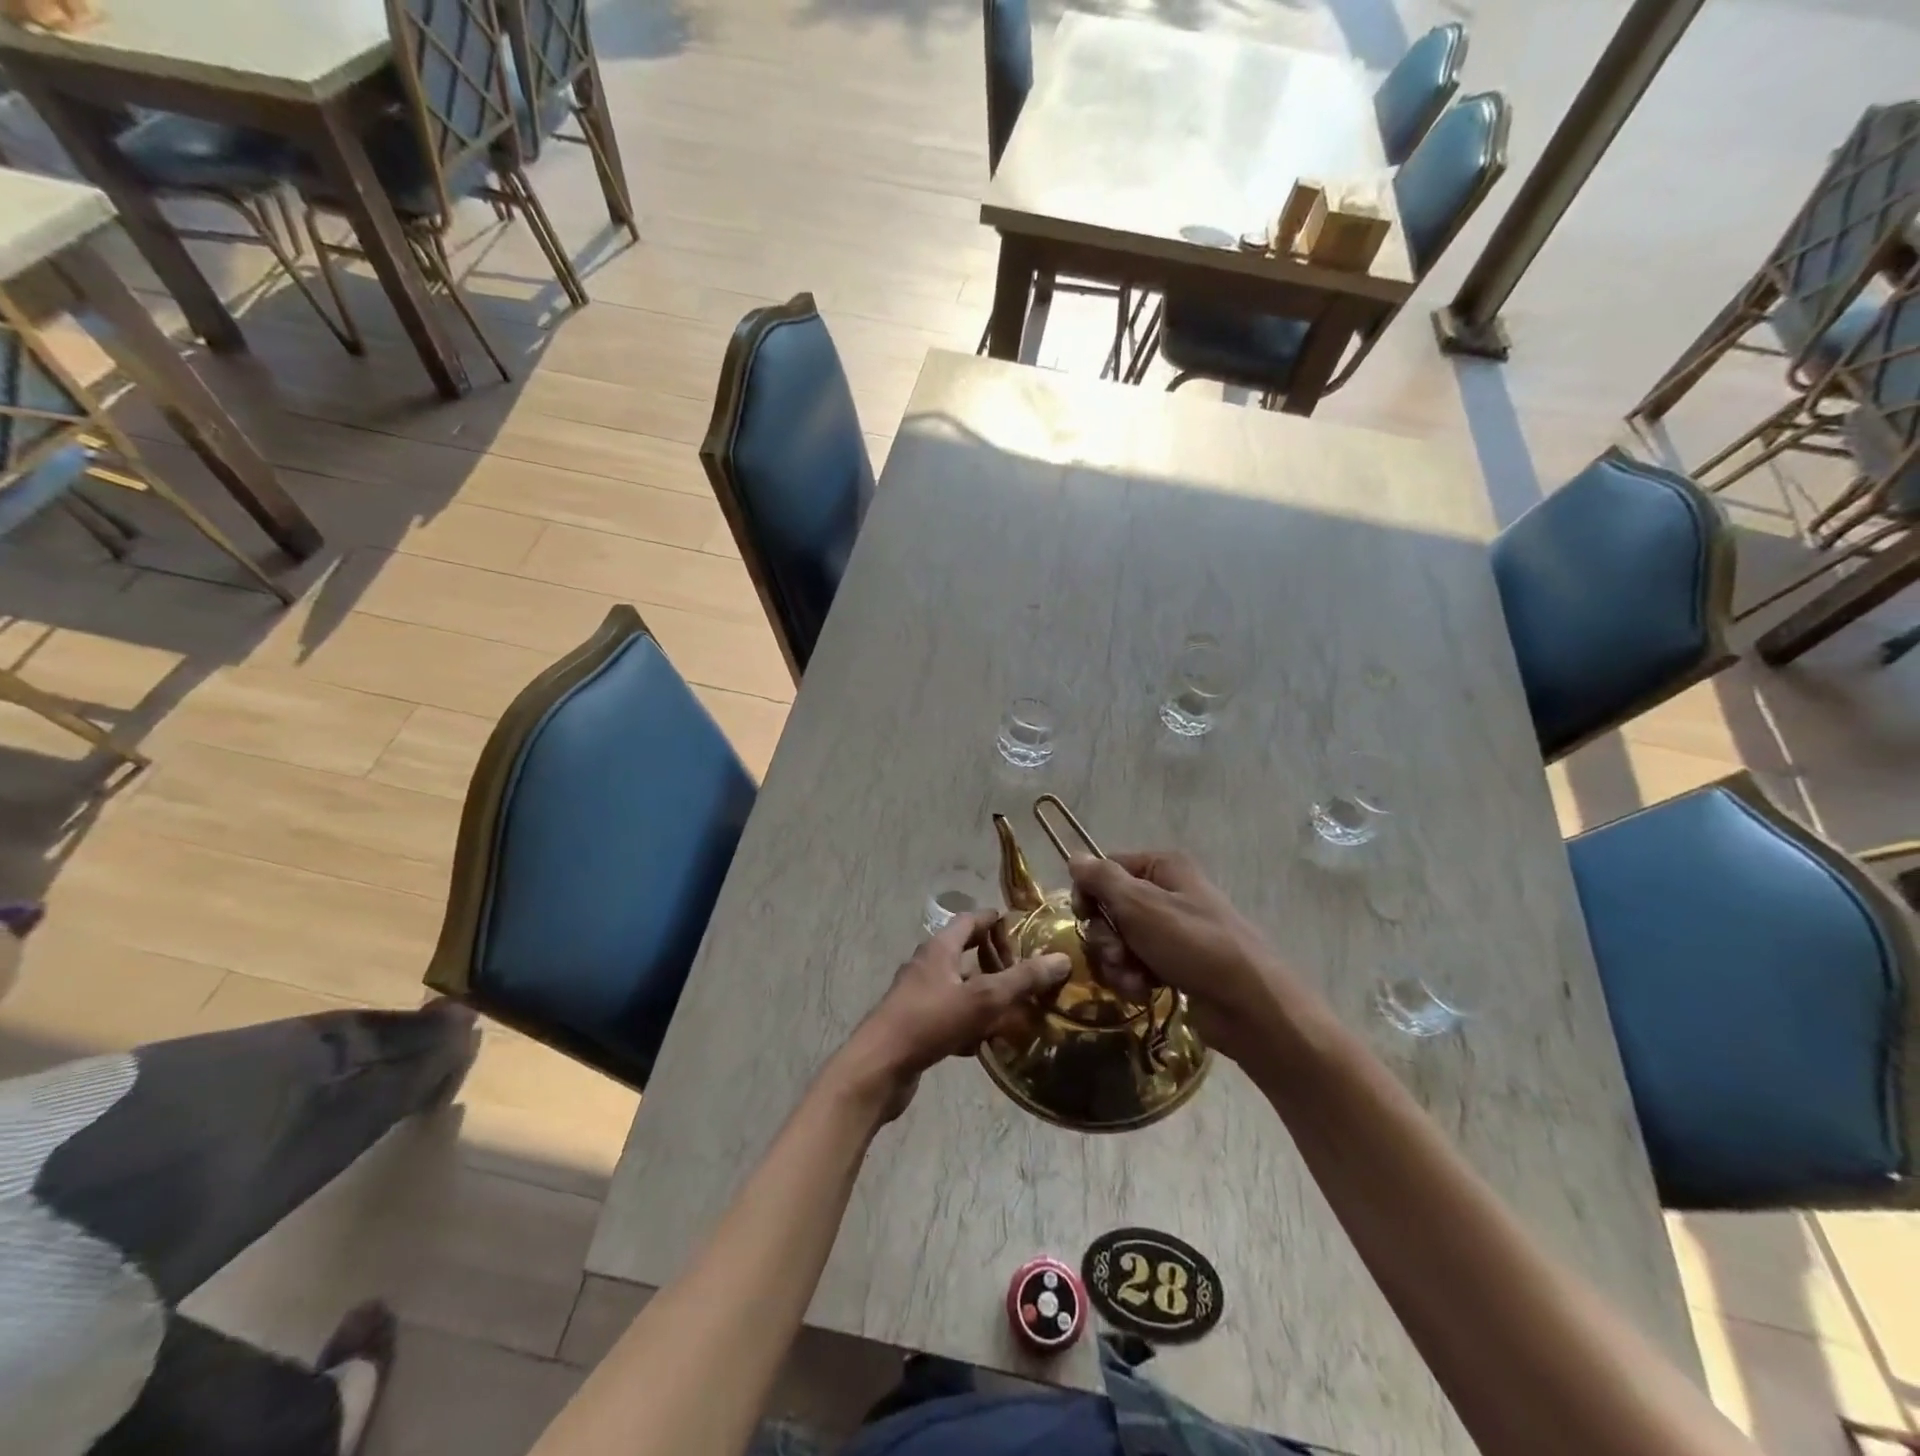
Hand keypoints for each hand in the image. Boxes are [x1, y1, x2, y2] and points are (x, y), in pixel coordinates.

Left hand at [835, 909, 1070, 1120]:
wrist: (879, 1067)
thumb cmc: (930, 1021)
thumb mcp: (984, 998)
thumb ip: (1023, 979)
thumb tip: (1061, 959)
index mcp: (940, 948)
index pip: (970, 920)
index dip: (995, 921)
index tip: (1021, 927)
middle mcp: (927, 966)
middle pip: (965, 954)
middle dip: (995, 962)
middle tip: (1025, 972)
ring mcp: (918, 997)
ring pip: (959, 989)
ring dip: (985, 997)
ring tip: (1015, 1010)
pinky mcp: (915, 1026)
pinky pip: (950, 1018)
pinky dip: (969, 1025)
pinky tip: (986, 1044)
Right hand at [1068, 851, 1296, 1066]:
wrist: (1248, 1004)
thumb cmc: (1192, 944)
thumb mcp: (1140, 905)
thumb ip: (1102, 879)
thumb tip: (1074, 857)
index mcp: (1162, 868)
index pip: (1106, 869)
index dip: (1089, 892)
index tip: (1084, 915)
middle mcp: (1168, 893)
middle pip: (1111, 908)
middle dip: (1106, 936)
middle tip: (1116, 954)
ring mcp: (1173, 931)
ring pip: (1121, 941)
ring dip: (1117, 962)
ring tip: (1133, 979)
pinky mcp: (1175, 964)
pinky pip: (1138, 965)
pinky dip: (1134, 978)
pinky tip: (1143, 991)